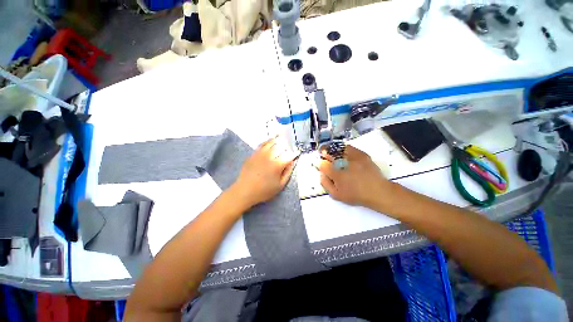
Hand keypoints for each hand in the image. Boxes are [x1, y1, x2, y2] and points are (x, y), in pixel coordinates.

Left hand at [231, 137, 298, 207]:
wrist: (245, 190)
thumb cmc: (264, 190)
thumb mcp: (280, 185)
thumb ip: (288, 172)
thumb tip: (293, 162)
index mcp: (278, 165)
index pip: (289, 156)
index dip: (295, 154)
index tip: (297, 153)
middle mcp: (270, 156)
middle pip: (281, 146)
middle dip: (287, 144)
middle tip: (290, 144)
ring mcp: (260, 154)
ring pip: (271, 142)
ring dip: (278, 140)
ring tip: (282, 137)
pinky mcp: (253, 154)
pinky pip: (262, 144)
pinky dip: (268, 141)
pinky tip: (270, 141)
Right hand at [318, 145, 392, 207]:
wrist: (377, 191)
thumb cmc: (356, 195)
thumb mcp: (337, 195)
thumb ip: (326, 184)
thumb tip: (321, 174)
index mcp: (337, 174)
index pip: (323, 165)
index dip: (321, 164)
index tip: (322, 165)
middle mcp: (344, 164)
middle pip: (330, 155)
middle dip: (325, 155)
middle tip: (324, 154)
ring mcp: (353, 158)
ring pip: (338, 150)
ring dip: (333, 151)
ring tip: (331, 151)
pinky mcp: (361, 155)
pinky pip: (349, 148)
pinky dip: (343, 148)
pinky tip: (342, 151)